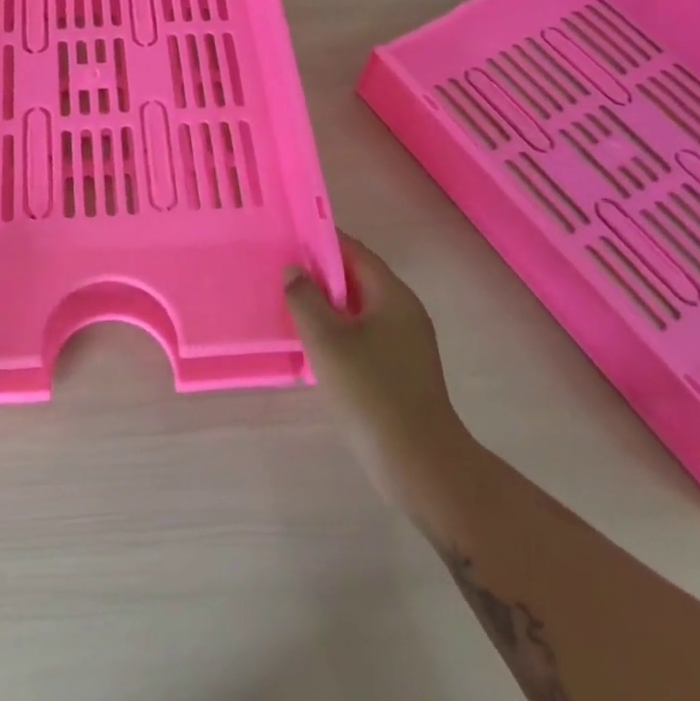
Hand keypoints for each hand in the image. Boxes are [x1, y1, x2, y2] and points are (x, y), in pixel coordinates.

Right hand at [285, 232, 465, 488]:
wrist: (418, 461)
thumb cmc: (370, 390)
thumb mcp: (326, 339)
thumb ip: (305, 298)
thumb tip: (293, 270)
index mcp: (393, 295)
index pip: (355, 252)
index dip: (322, 241)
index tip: (288, 238)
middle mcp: (404, 312)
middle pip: (358, 278)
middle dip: (320, 273)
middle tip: (281, 272)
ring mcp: (406, 343)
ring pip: (359, 309)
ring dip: (327, 304)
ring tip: (289, 305)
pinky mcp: (400, 370)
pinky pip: (363, 334)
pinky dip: (337, 330)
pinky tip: (313, 344)